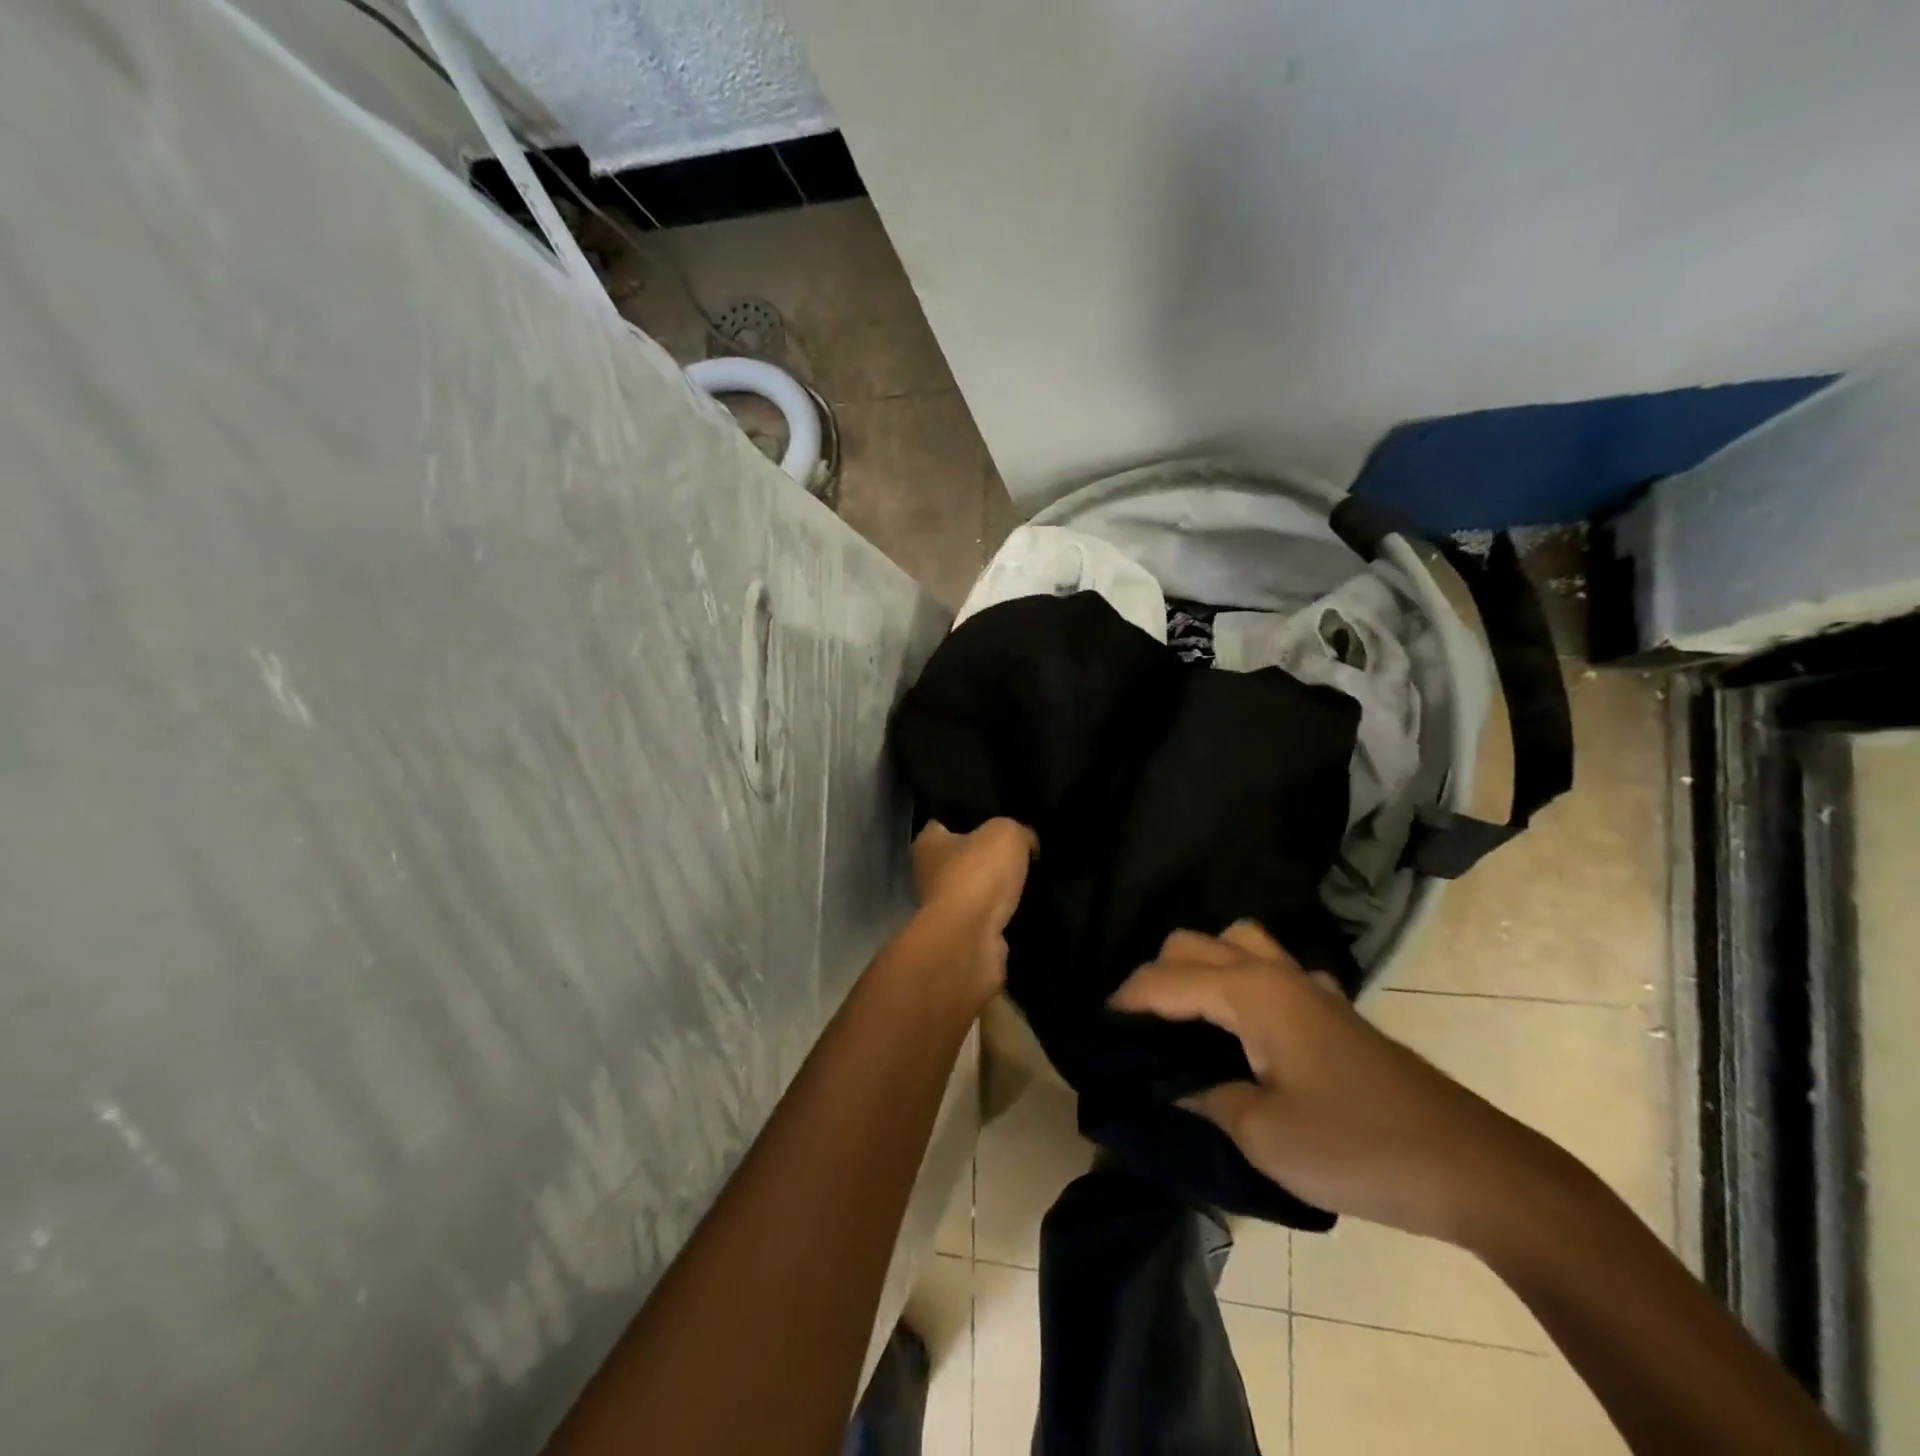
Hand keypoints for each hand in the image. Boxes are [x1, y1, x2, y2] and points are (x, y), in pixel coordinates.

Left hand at [911, 819, 1036, 994]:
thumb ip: (1017, 830)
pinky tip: (1029, 906)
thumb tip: (1027, 842)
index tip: (996, 818)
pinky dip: (1005, 914)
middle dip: (987, 856)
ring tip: (1032, 878)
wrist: (971, 938)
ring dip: (998, 889)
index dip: (969, 819)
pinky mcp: (964, 935)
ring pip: (977, 889)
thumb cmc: (977, 874)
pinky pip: (989, 917)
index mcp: (927, 843)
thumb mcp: (1006, 833)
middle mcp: (929, 874)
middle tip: (1023, 849)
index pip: (943, 823)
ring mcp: (946, 909)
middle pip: (962, 858)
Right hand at [1110, 921, 1554, 1245]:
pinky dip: (1244, 980)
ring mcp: (1311, 987)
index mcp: (1251, 992)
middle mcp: (1276, 973)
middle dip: (1157, 973)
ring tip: (1187, 1015)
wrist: (1471, 1169)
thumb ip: (1204, 1098)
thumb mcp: (1263, 1136)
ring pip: (1238, 942)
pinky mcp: (1335, 1010)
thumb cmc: (1358, 1147)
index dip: (1126, 999)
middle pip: (1195, 942)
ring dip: (1203, 964)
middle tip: (1139, 1026)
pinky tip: (1248, 1029)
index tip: (1097, 1026)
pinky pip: (1274, 969)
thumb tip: (1170, 1084)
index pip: (1166, 979)